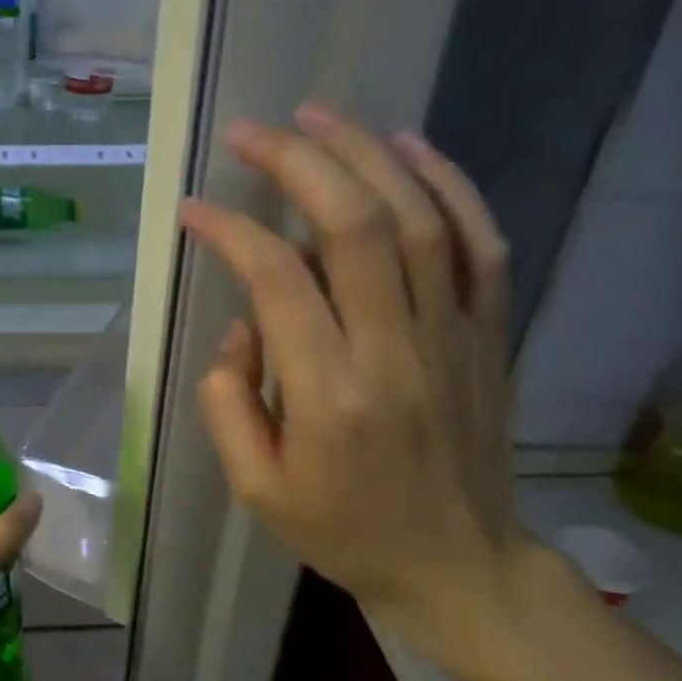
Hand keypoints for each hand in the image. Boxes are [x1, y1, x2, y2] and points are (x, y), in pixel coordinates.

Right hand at [179, 104, 535, 676]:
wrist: (458, 566)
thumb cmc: (343, 531)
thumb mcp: (257, 488)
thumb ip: (229, 402)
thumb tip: (242, 324)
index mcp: (331, 397)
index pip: (278, 280)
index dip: (231, 230)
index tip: (194, 209)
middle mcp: (396, 351)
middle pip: (354, 226)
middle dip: (298, 163)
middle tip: (252, 132)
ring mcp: (453, 336)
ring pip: (418, 218)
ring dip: (366, 154)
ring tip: (318, 114)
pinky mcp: (487, 334)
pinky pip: (479, 243)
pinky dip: (450, 184)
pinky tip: (410, 145)